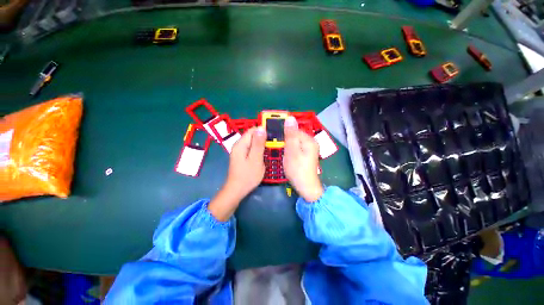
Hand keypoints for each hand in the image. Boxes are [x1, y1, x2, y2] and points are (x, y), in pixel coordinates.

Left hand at [208, 127, 265, 220]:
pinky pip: (251, 148)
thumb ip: (258, 144)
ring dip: (261, 144)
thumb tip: (262, 128)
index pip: (253, 130)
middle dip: (263, 138)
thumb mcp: (256, 159)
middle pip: (252, 135)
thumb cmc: (247, 176)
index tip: (274, 135)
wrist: (237, 190)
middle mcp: (238, 145)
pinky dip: (258, 149)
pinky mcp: (241, 156)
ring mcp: (239, 151)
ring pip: (252, 142)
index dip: (263, 130)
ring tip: (271, 149)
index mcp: (241, 144)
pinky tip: (264, 154)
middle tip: (274, 144)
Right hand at [283, 117, 323, 201]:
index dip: (284, 132)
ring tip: (280, 151)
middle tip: (277, 147)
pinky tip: (286, 155)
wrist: (306, 187)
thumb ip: (290, 134)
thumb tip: (290, 118)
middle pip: (295, 136)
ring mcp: (310, 149)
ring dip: (287, 145)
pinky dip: (290, 150)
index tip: (275, 138)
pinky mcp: (307, 155)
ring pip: (295, 142)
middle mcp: (311, 142)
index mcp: (309, 140)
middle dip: (285, 140)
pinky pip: (297, 148)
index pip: (294, 129)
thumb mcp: (292, 151)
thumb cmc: (297, 169)